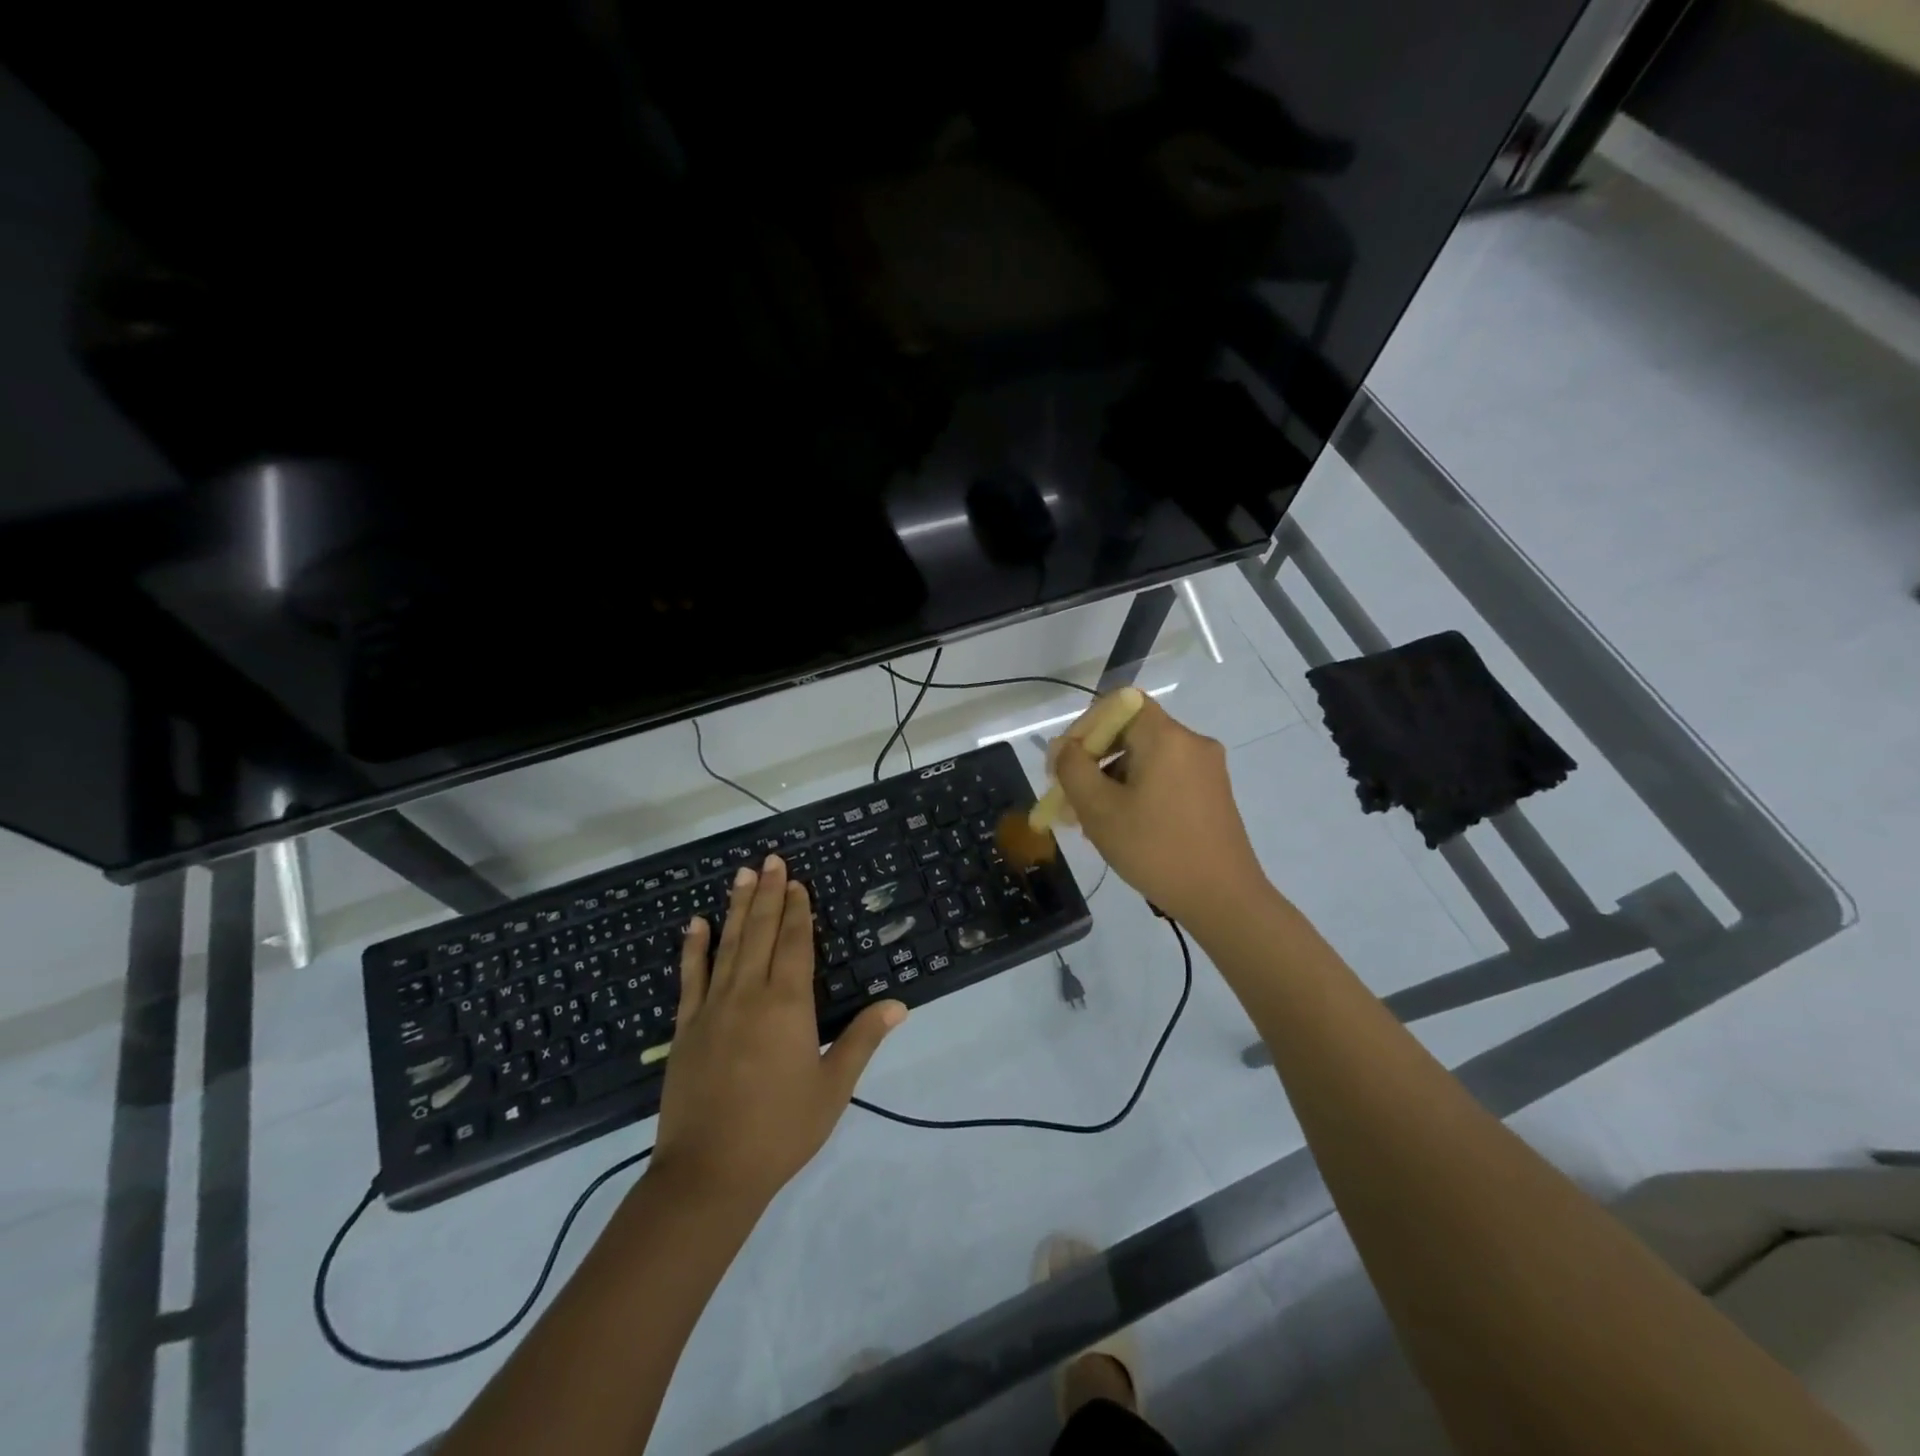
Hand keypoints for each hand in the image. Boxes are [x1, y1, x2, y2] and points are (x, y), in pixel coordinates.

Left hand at [650, 856, 906, 1214]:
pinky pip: (690, 977)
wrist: (709, 1174)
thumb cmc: (780, 1129)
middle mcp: (750, 994)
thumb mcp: (833, 1087)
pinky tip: (695, 924)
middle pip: (761, 933)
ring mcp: (713, 1008)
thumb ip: (863, 1039)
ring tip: (741, 875)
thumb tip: (898, 1004)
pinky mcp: (686, 1028)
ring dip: (736, 907)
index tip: (796, 881)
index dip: (797, 910)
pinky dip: (693, 948)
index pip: (795, 944)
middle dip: (768, 894)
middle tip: (769, 859)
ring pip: (728, 945)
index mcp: (788, 1005)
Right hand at [1050, 697, 1268, 925]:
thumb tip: (1063, 747)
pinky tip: (1124, 827)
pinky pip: (1166, 777)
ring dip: (1113, 779)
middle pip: (1131, 731)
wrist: (1223, 899)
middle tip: (1070, 796)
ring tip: (1092, 820)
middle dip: (1095, 759)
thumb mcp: (1099, 809)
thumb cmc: (1155, 849)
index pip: (1119, 704)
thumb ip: (1072, 769)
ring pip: (1147, 758)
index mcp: (1166, 737)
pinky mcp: (1213, 793)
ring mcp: (1207, 769)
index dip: (1086, 726)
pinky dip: (1138, 791)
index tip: (1067, 763)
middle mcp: (1192, 743)